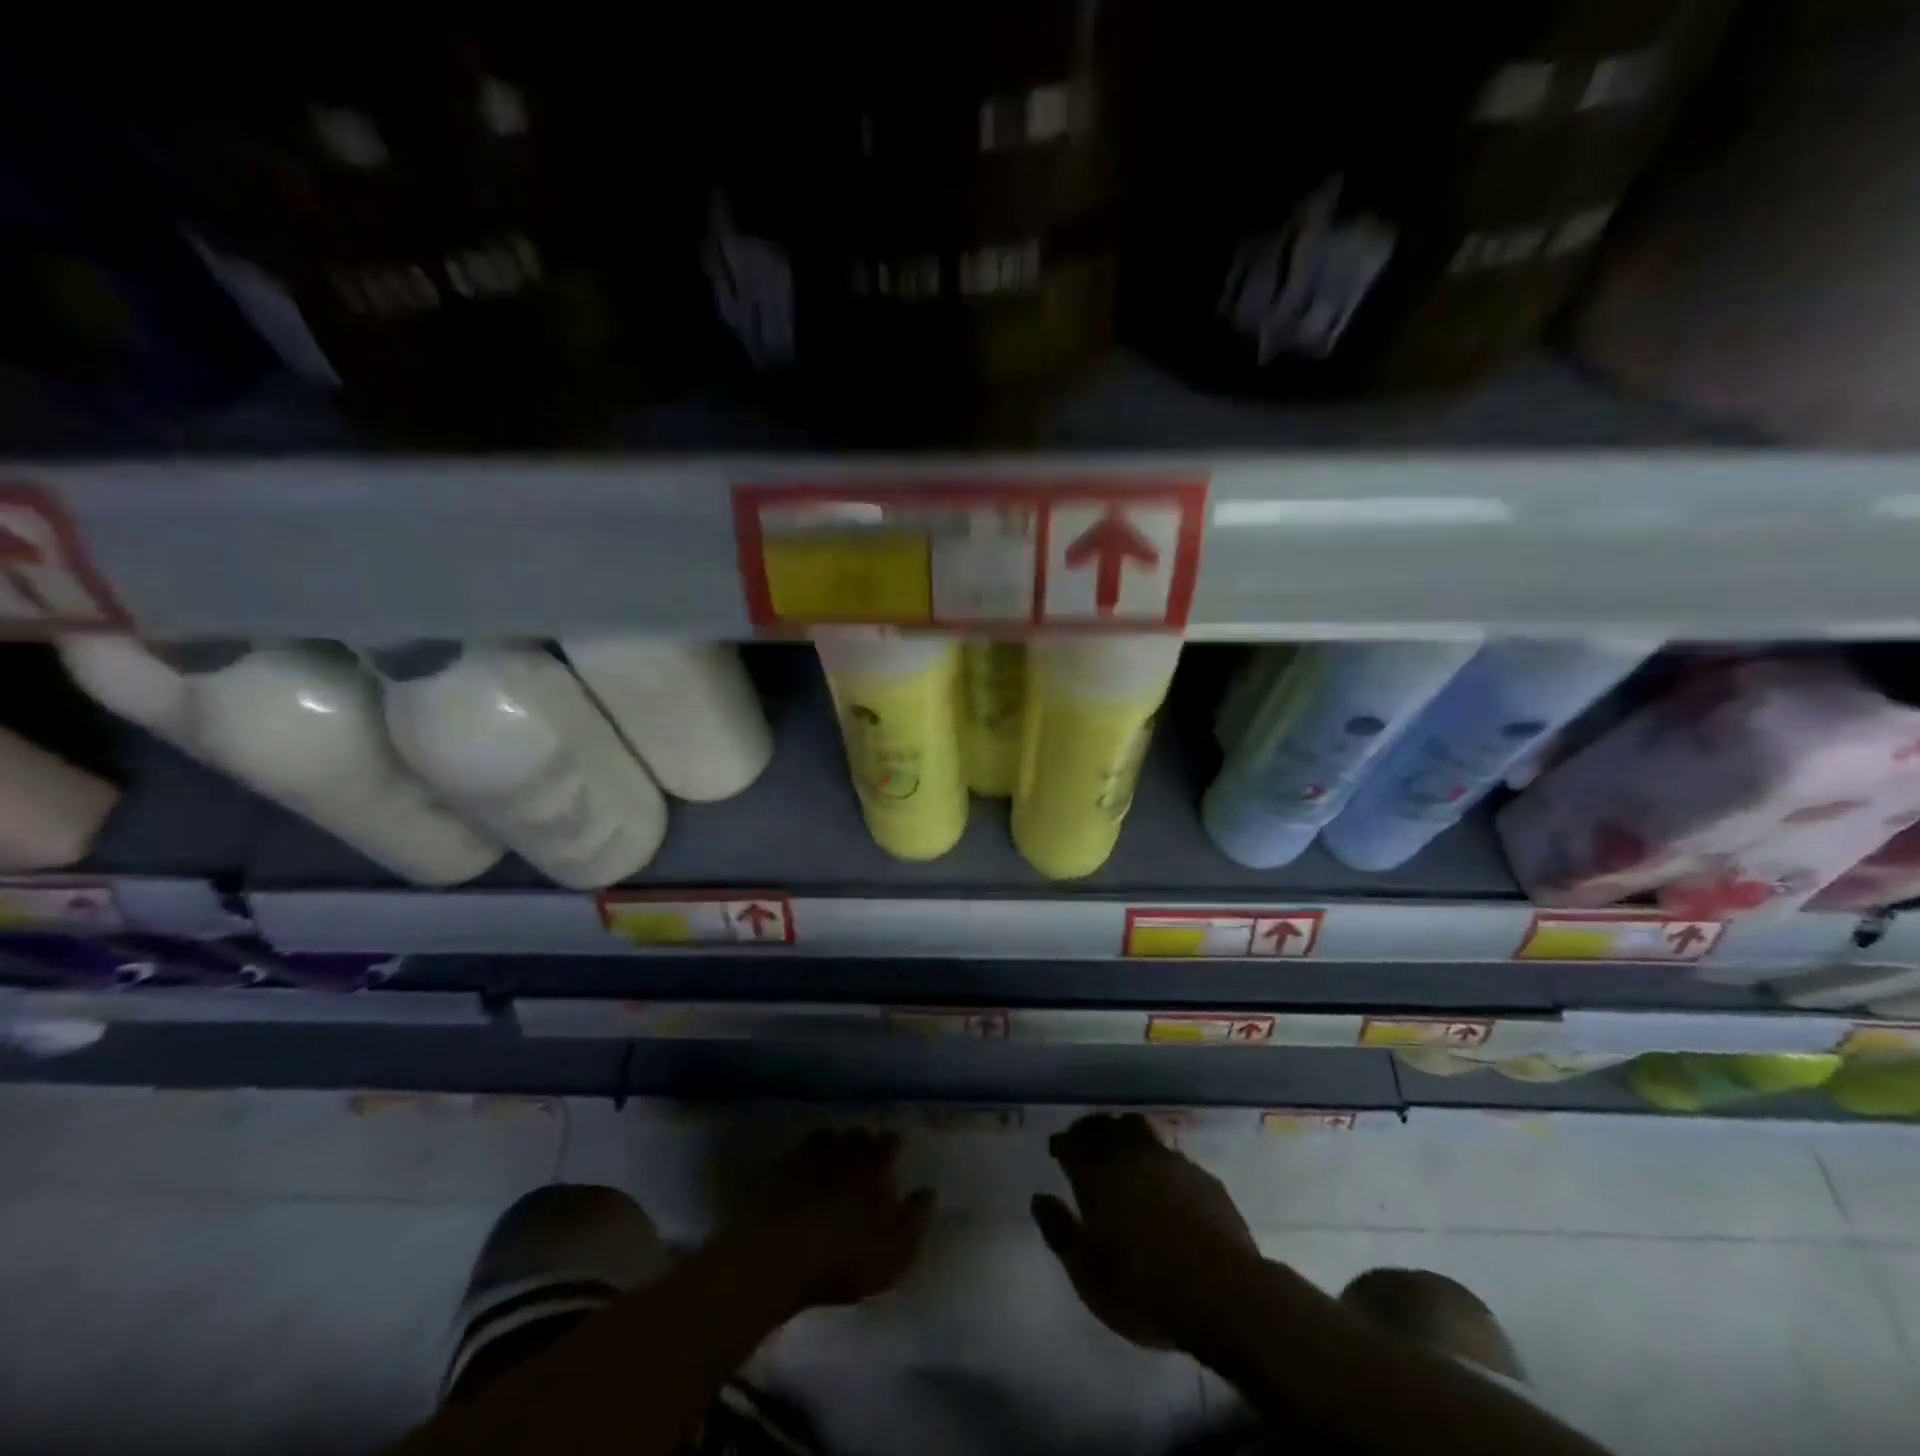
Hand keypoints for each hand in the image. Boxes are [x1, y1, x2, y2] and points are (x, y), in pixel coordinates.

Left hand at [725, 1128, 934, 1315]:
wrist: (775, 1253)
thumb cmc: (844, 1257)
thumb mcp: (894, 1251)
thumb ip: (915, 1220)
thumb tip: (929, 1192)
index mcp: (875, 1166)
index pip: (889, 1144)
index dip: (893, 1145)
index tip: (895, 1148)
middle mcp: (843, 1151)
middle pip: (857, 1136)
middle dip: (862, 1141)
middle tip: (864, 1152)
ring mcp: (806, 1156)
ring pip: (824, 1138)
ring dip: (830, 1145)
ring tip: (831, 1157)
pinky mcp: (774, 1170)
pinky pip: (792, 1157)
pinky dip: (798, 1161)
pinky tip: (796, 1174)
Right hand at [1032, 1113, 1260, 1349]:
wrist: (1221, 1293)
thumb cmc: (1142, 1289)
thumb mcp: (1086, 1272)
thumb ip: (1059, 1230)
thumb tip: (1039, 1198)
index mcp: (1097, 1175)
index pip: (1071, 1143)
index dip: (1062, 1143)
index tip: (1057, 1148)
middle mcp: (1130, 1155)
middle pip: (1104, 1126)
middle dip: (1090, 1129)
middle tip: (1084, 1140)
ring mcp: (1169, 1161)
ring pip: (1139, 1128)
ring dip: (1124, 1131)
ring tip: (1121, 1145)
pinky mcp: (1201, 1176)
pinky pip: (1171, 1153)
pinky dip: (1157, 1156)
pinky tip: (1162, 1176)